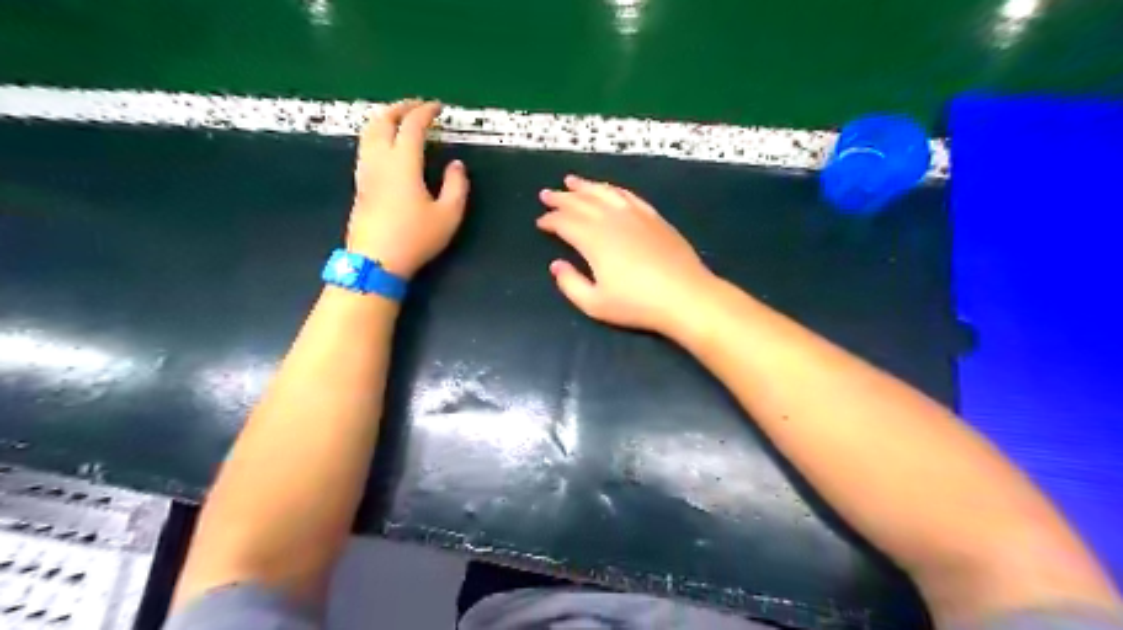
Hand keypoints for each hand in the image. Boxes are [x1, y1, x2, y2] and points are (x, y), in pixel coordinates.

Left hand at [351, 98, 470, 278]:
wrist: (375, 261)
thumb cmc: (415, 238)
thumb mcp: (448, 215)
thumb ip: (457, 186)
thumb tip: (456, 165)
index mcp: (403, 163)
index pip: (412, 126)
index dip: (425, 112)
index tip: (438, 107)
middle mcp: (380, 160)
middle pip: (382, 121)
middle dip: (400, 107)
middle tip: (417, 106)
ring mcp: (365, 172)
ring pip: (368, 132)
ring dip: (384, 119)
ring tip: (399, 120)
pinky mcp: (359, 185)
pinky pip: (365, 147)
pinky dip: (376, 134)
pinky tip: (386, 145)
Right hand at [537, 174, 713, 337]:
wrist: (685, 296)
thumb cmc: (637, 304)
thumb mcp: (595, 304)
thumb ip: (570, 283)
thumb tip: (556, 265)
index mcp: (593, 239)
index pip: (565, 222)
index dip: (550, 220)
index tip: (540, 223)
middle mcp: (611, 219)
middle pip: (581, 202)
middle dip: (561, 198)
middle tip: (546, 194)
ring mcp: (635, 215)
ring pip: (604, 193)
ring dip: (585, 186)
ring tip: (571, 181)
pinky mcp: (653, 217)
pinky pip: (628, 196)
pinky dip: (613, 189)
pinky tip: (608, 190)